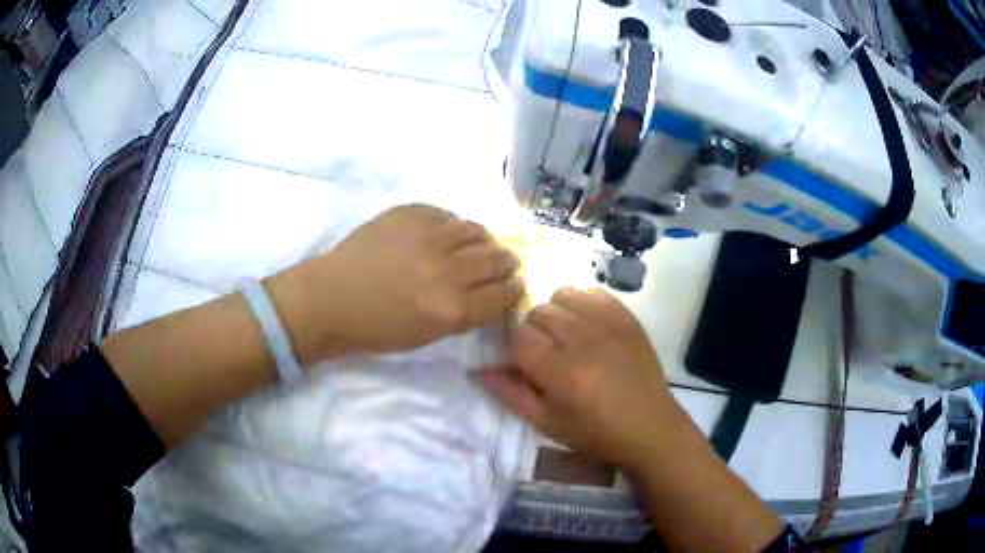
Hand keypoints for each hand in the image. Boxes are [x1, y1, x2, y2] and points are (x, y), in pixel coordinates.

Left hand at [269, 204, 524, 362]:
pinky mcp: (409, 214)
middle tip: (504, 262)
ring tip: (476, 245)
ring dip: (483, 240)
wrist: (329, 300)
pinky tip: (443, 233)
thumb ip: (465, 312)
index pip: (503, 293)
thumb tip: (489, 289)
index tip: (515, 284)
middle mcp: (447, 271)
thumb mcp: (428, 335)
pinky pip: (446, 214)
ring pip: (476, 230)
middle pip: (497, 258)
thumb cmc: (376, 329)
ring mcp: (428, 237)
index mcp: (452, 309)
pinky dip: (451, 224)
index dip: (514, 288)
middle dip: (507, 262)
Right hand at [477, 287, 672, 468]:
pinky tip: (588, 327)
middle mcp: (584, 341)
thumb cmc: (595, 433)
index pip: (517, 337)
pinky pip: (591, 291)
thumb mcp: (547, 424)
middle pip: (538, 311)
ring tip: (567, 337)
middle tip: (546, 353)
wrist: (650, 427)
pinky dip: (582, 304)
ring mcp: (609, 324)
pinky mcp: (627, 317)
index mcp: (562, 374)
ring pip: (562, 295)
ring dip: (556, 313)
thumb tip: (479, 369)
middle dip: (533, 330)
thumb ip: (511, 394)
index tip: (522, 361)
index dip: (512, 347)